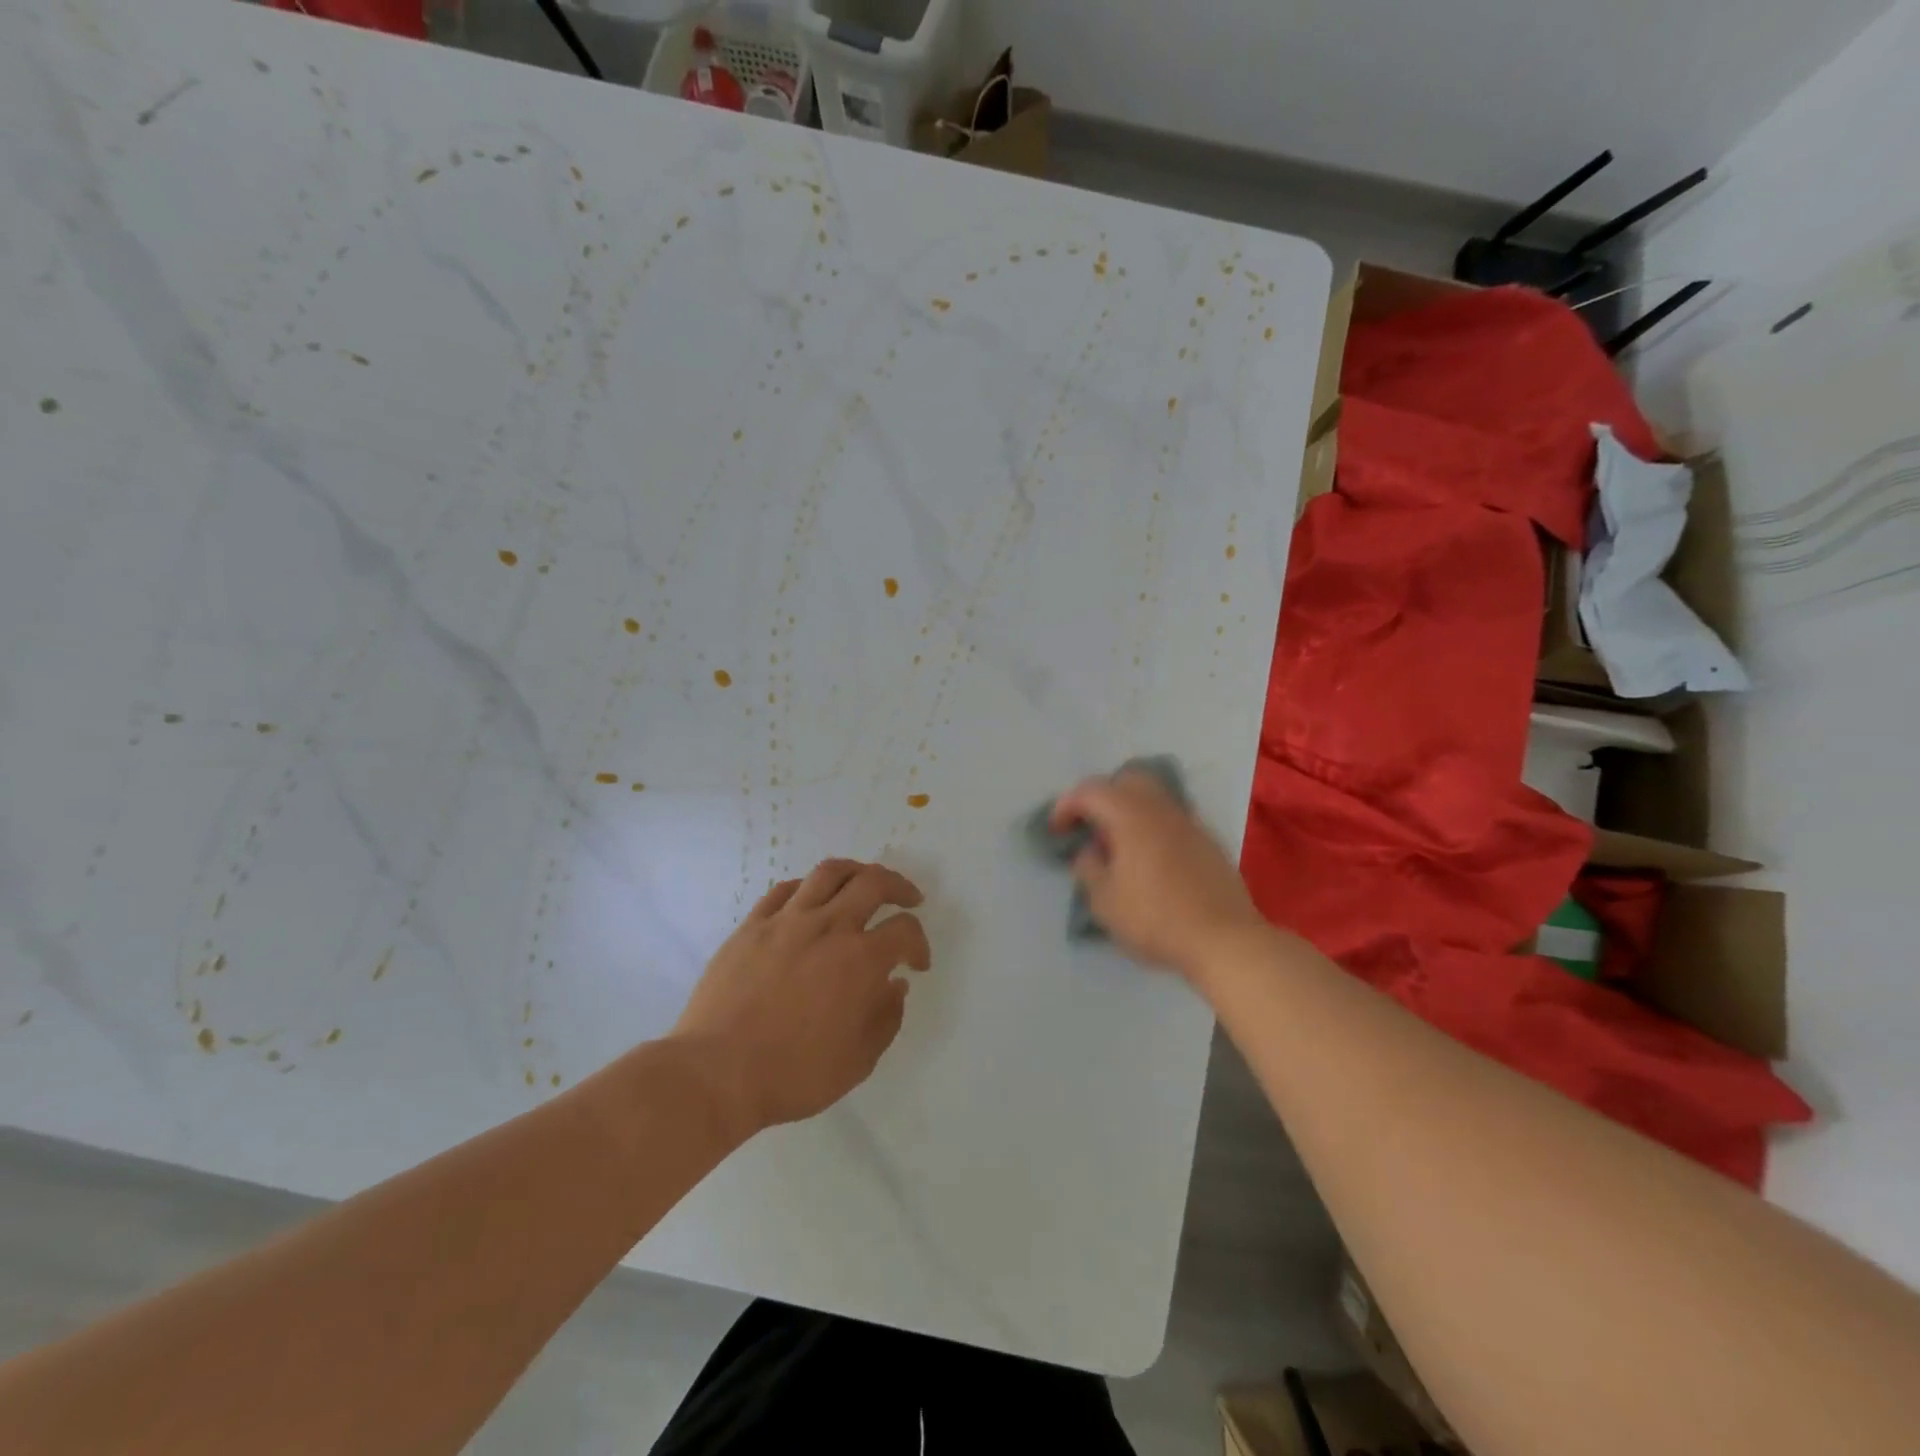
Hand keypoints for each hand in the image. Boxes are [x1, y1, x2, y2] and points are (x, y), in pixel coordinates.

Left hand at [672, 859, 931, 1136]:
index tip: (916, 964)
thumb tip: (895, 985)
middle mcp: (828, 927)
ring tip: (864, 881)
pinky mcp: (752, 925)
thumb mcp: (858, 1061)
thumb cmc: (793, 1074)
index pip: (905, 930)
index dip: (919, 943)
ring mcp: (787, 921)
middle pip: (873, 882)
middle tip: (908, 898)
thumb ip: (886, 1018)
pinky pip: (785, 889)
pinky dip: (808, 887)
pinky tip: (811, 898)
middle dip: (899, 886)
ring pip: (829, 872)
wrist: (717, 1072)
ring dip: (856, 871)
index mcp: (860, 960)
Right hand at [1049, 768, 1270, 980]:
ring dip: (1129, 811)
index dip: (1066, 806)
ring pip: (1153, 798)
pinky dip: (1152, 827)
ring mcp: (1189, 823)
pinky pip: (1172, 819)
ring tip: (1118, 844)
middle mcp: (1160, 809)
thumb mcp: (1104, 902)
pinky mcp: (1208, 841)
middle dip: (1102, 797)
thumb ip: (1089, 869)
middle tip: (1089, 827)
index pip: (1090, 791)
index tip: (1056, 831)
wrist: (1225, 940)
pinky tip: (1149, 859)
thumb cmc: (1156, 919)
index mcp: (1130, 816)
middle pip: (1126, 781)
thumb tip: (1090, 851)